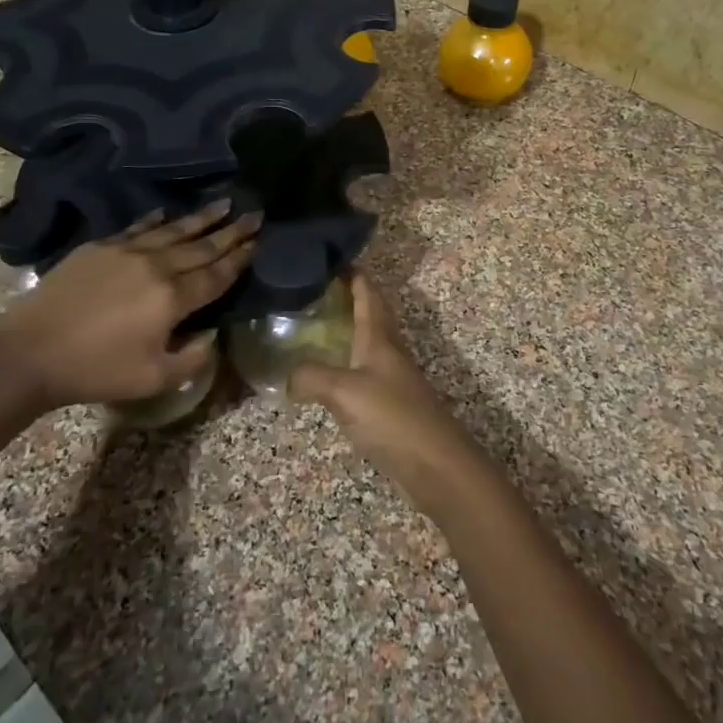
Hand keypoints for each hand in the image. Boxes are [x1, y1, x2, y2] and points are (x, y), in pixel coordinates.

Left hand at [0, 202, 259, 410]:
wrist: (31, 352)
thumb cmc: (96, 370)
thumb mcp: (153, 378)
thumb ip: (192, 358)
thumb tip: (212, 335)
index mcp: (173, 298)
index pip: (216, 274)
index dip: (239, 258)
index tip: (258, 240)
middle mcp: (156, 266)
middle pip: (201, 246)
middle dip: (231, 231)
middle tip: (254, 213)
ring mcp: (126, 252)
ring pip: (173, 230)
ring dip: (201, 218)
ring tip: (223, 203)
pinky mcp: (100, 248)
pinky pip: (137, 228)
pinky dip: (156, 220)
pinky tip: (167, 213)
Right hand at [288, 273, 478, 505]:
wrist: (437, 465)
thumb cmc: (393, 417)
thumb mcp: (344, 392)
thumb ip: (311, 378)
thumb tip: (285, 376)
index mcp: (379, 338)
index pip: (368, 293)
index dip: (353, 274)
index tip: (331, 257)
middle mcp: (388, 351)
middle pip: (371, 314)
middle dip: (348, 298)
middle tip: (314, 291)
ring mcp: (393, 378)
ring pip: (368, 343)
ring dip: (347, 330)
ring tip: (315, 328)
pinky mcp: (392, 405)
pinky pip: (365, 372)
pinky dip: (346, 363)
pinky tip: (329, 376)